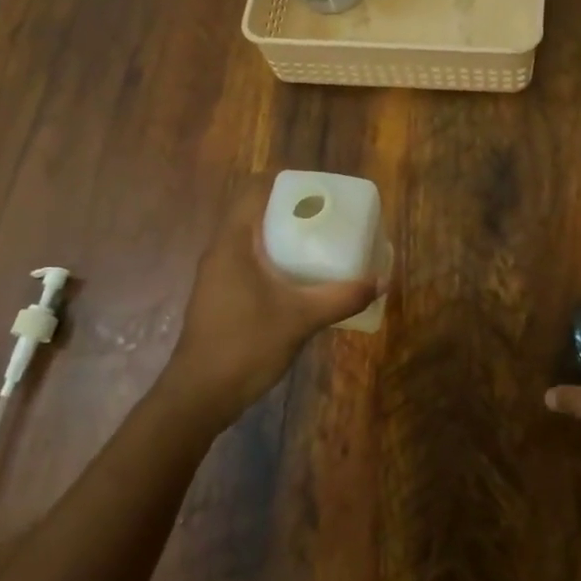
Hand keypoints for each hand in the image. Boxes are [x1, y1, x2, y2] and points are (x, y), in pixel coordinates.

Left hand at [162, 175, 380, 427]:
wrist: (200, 396)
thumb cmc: (246, 345)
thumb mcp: (301, 319)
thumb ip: (342, 297)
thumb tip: (380, 281)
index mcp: (234, 242)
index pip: (255, 191)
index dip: (287, 184)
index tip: (320, 191)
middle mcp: (222, 251)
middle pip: (256, 213)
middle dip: (292, 211)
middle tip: (329, 218)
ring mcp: (218, 276)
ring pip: (253, 240)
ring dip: (284, 237)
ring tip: (321, 244)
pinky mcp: (221, 297)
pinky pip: (251, 263)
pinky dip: (276, 261)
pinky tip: (301, 280)